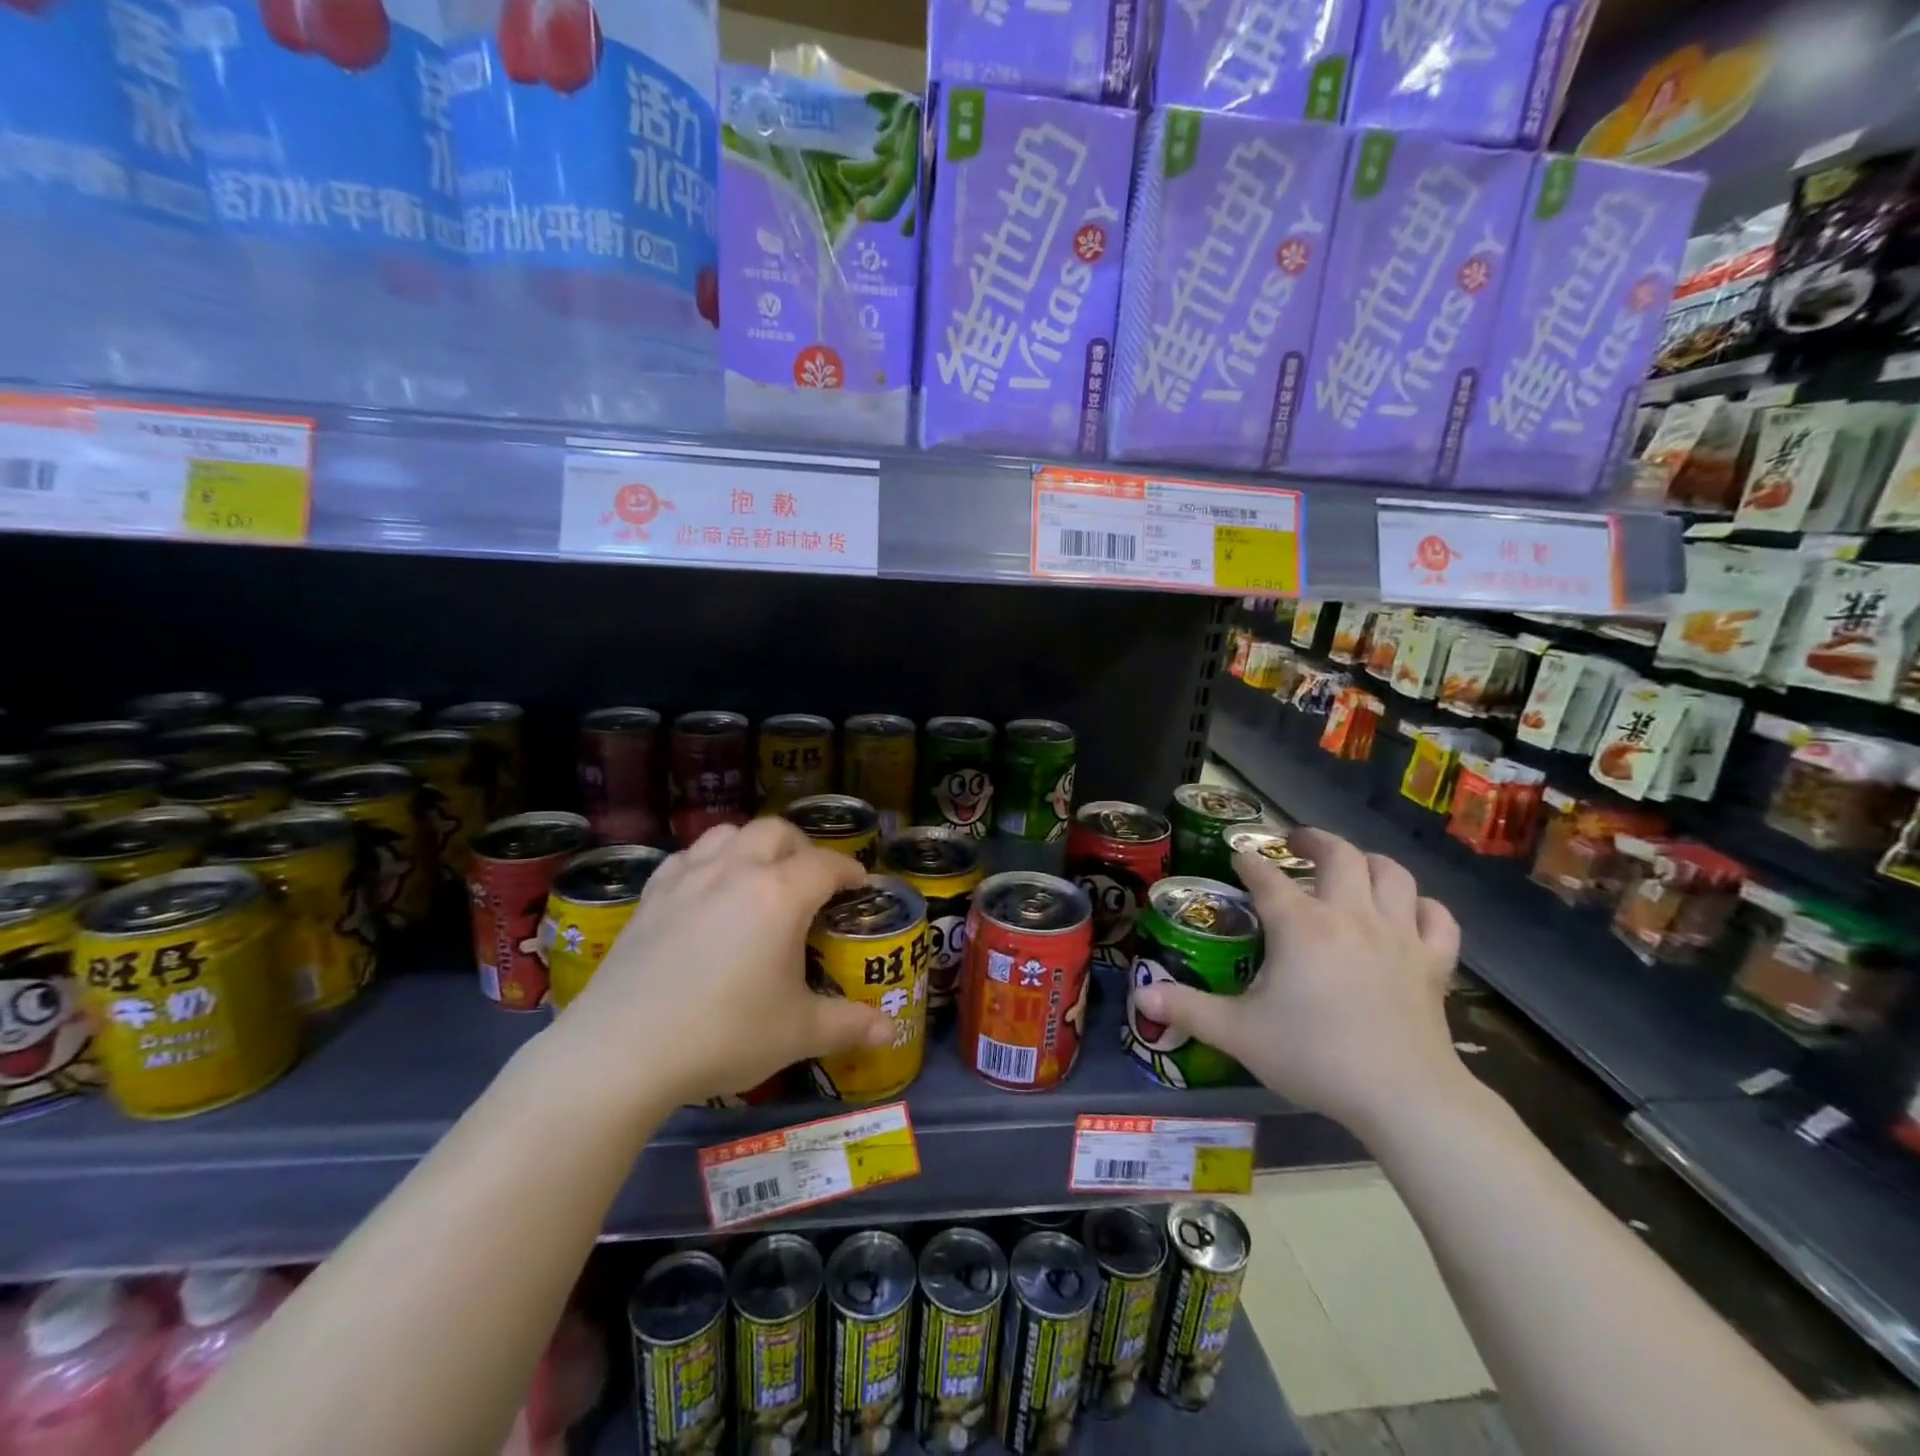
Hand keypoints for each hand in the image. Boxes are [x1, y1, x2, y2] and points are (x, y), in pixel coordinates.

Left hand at [556, 819, 894, 1107]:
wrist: (622, 1052)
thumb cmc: (723, 1035)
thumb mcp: (797, 1033)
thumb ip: (848, 1025)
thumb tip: (889, 1032)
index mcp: (780, 895)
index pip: (827, 865)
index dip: (850, 871)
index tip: (859, 887)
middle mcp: (736, 871)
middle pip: (778, 832)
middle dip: (803, 849)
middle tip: (812, 882)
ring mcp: (688, 878)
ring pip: (729, 833)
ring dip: (754, 845)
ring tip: (761, 876)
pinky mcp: (651, 895)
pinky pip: (688, 856)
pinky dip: (709, 860)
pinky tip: (708, 890)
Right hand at [1131, 828, 1464, 1140]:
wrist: (1403, 1096)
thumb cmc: (1315, 1056)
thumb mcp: (1239, 1033)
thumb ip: (1188, 1009)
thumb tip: (1140, 997)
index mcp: (1300, 926)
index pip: (1267, 878)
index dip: (1249, 862)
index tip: (1238, 856)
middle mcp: (1350, 916)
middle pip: (1339, 856)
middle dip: (1313, 840)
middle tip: (1295, 842)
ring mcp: (1398, 936)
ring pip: (1393, 875)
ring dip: (1369, 862)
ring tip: (1351, 865)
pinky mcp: (1433, 963)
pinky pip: (1437, 919)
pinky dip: (1423, 906)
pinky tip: (1410, 911)